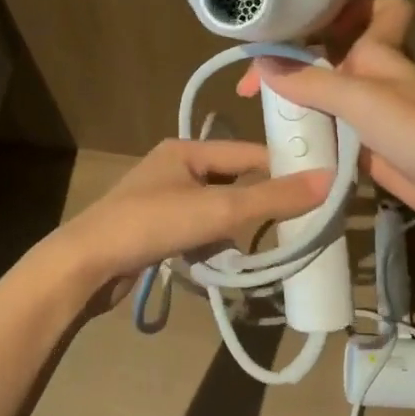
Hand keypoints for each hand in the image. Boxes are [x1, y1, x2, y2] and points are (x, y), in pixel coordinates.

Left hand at [52, 139, 331, 293]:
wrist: (85, 265)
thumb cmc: (152, 224)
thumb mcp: (219, 210)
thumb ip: (272, 198)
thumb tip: (329, 180)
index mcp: (185, 150)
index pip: (248, 153)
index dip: (283, 168)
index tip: (317, 188)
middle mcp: (173, 168)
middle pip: (233, 182)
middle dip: (259, 204)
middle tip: (294, 224)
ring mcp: (160, 199)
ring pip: (216, 209)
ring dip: (235, 228)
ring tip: (254, 247)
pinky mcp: (153, 228)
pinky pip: (197, 229)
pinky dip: (212, 243)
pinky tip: (219, 260)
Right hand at [236, 0, 414, 212]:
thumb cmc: (414, 128)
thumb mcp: (357, 97)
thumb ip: (308, 79)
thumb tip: (260, 62)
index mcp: (377, 48)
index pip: (370, 5)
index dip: (342, 4)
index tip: (299, 19)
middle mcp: (371, 71)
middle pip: (331, 50)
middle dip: (295, 55)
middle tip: (252, 80)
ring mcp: (367, 107)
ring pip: (324, 87)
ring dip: (295, 92)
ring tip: (254, 104)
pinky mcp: (363, 139)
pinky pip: (326, 122)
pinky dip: (305, 124)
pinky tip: (278, 135)